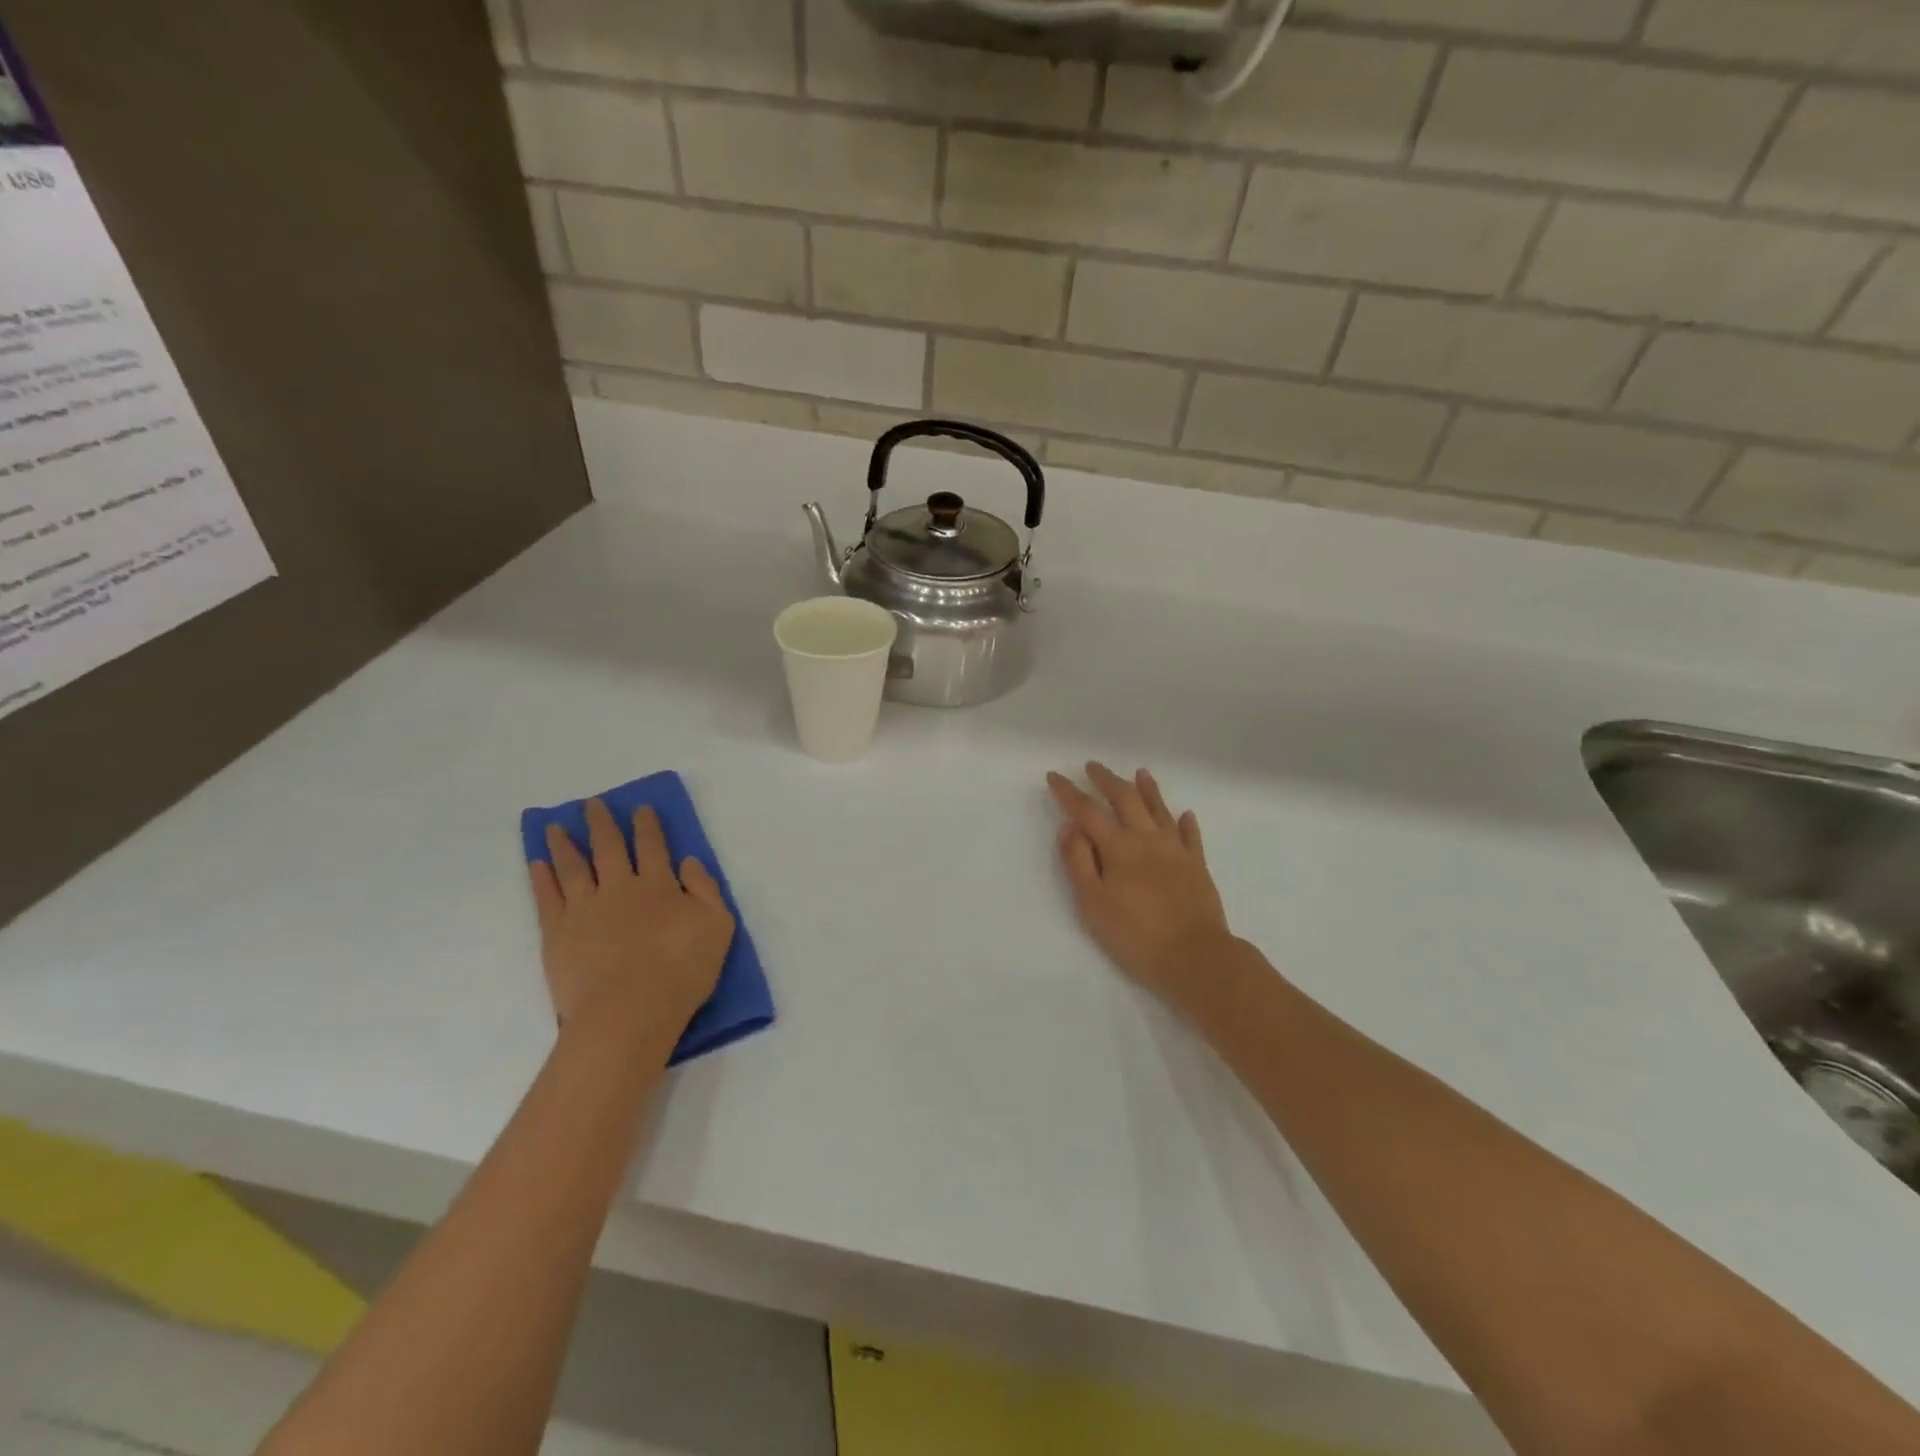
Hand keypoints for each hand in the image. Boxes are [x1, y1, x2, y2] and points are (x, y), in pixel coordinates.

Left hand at [530, 799, 735, 1050]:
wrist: (629, 1012)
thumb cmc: (682, 970)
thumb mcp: (718, 926)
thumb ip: (706, 889)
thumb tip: (689, 861)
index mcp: (659, 885)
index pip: (653, 846)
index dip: (647, 824)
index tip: (640, 807)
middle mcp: (620, 887)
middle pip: (609, 847)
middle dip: (602, 823)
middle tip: (592, 803)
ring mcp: (584, 908)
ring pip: (573, 866)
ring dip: (564, 843)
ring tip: (554, 826)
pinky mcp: (557, 933)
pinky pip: (547, 896)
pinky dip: (542, 877)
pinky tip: (537, 863)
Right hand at [1047, 763, 1233, 1015]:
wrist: (1195, 957)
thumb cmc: (1136, 935)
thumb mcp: (1093, 903)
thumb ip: (1079, 862)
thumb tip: (1069, 826)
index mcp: (1118, 847)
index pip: (1088, 811)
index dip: (1069, 793)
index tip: (1054, 776)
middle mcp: (1147, 839)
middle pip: (1126, 799)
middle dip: (1107, 780)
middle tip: (1093, 766)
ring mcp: (1176, 850)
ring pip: (1160, 810)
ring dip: (1148, 789)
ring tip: (1141, 772)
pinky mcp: (1198, 866)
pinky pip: (1191, 836)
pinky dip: (1186, 823)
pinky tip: (1185, 814)